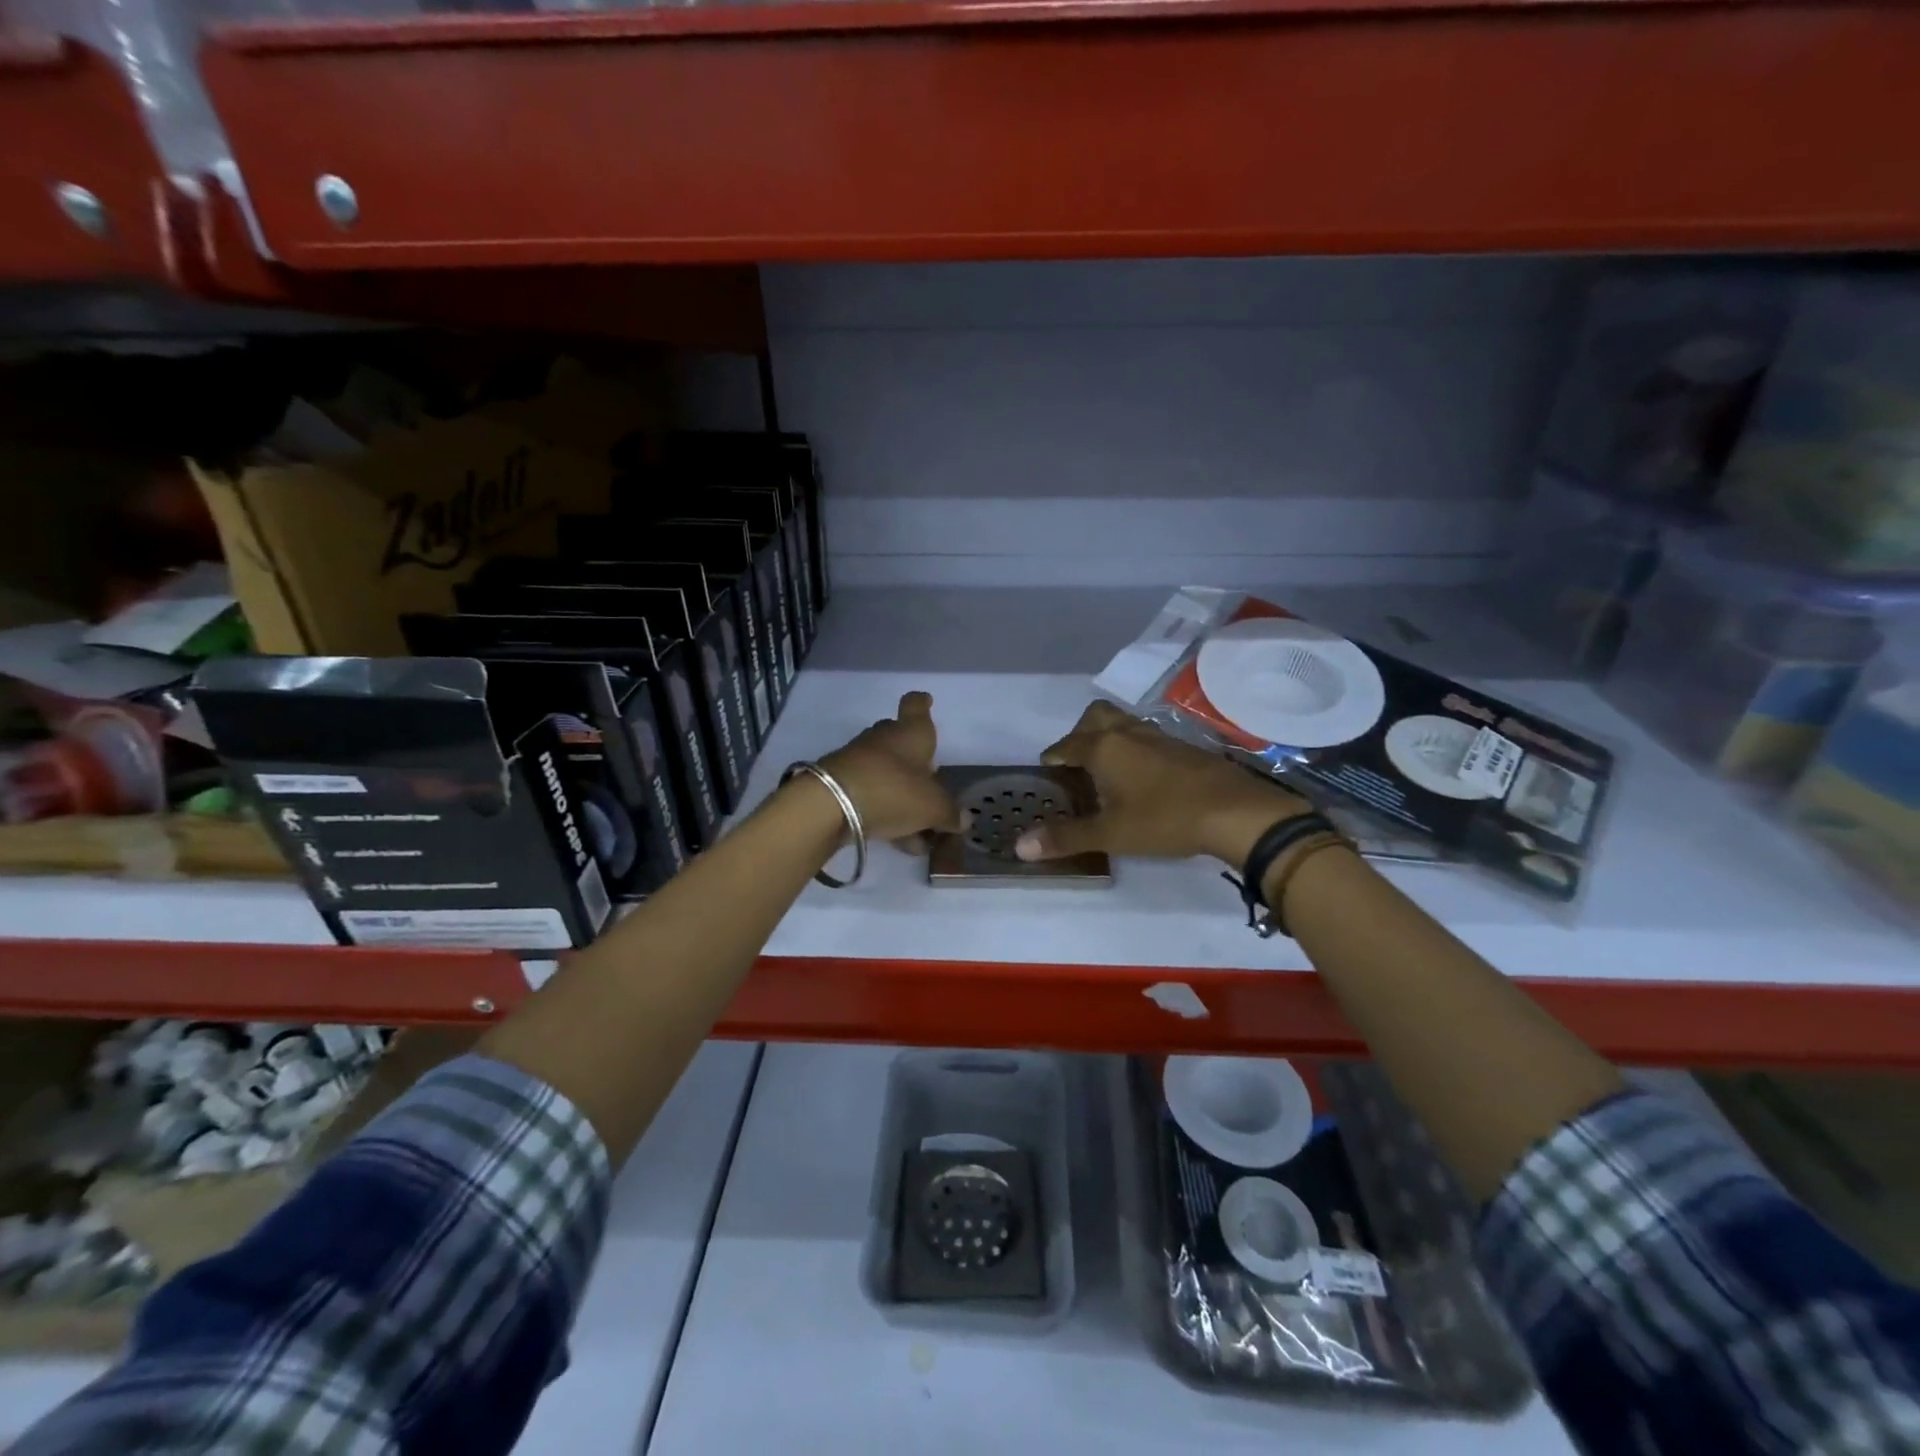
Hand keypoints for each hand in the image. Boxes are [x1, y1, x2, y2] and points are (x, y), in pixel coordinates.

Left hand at [818, 691, 964, 850]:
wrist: (831, 805)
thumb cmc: (894, 791)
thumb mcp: (933, 807)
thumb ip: (950, 813)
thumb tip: (964, 819)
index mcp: (911, 733)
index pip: (915, 706)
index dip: (922, 703)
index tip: (926, 701)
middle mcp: (884, 739)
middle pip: (900, 741)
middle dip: (915, 761)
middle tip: (930, 782)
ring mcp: (858, 760)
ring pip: (887, 774)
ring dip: (903, 797)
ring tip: (921, 833)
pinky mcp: (841, 785)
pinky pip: (872, 796)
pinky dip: (887, 813)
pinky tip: (900, 841)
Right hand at [1014, 700, 1309, 866]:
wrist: (1236, 812)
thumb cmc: (1165, 819)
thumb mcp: (1111, 834)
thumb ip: (1066, 837)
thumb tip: (1020, 846)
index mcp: (1103, 748)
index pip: (1065, 746)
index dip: (1052, 759)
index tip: (1046, 773)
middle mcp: (1127, 733)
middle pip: (1095, 717)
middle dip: (1079, 734)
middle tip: (1076, 763)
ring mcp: (1159, 736)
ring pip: (1123, 723)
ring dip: (1109, 738)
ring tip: (1107, 770)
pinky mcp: (1184, 747)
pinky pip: (1146, 737)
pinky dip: (1134, 748)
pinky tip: (1142, 777)